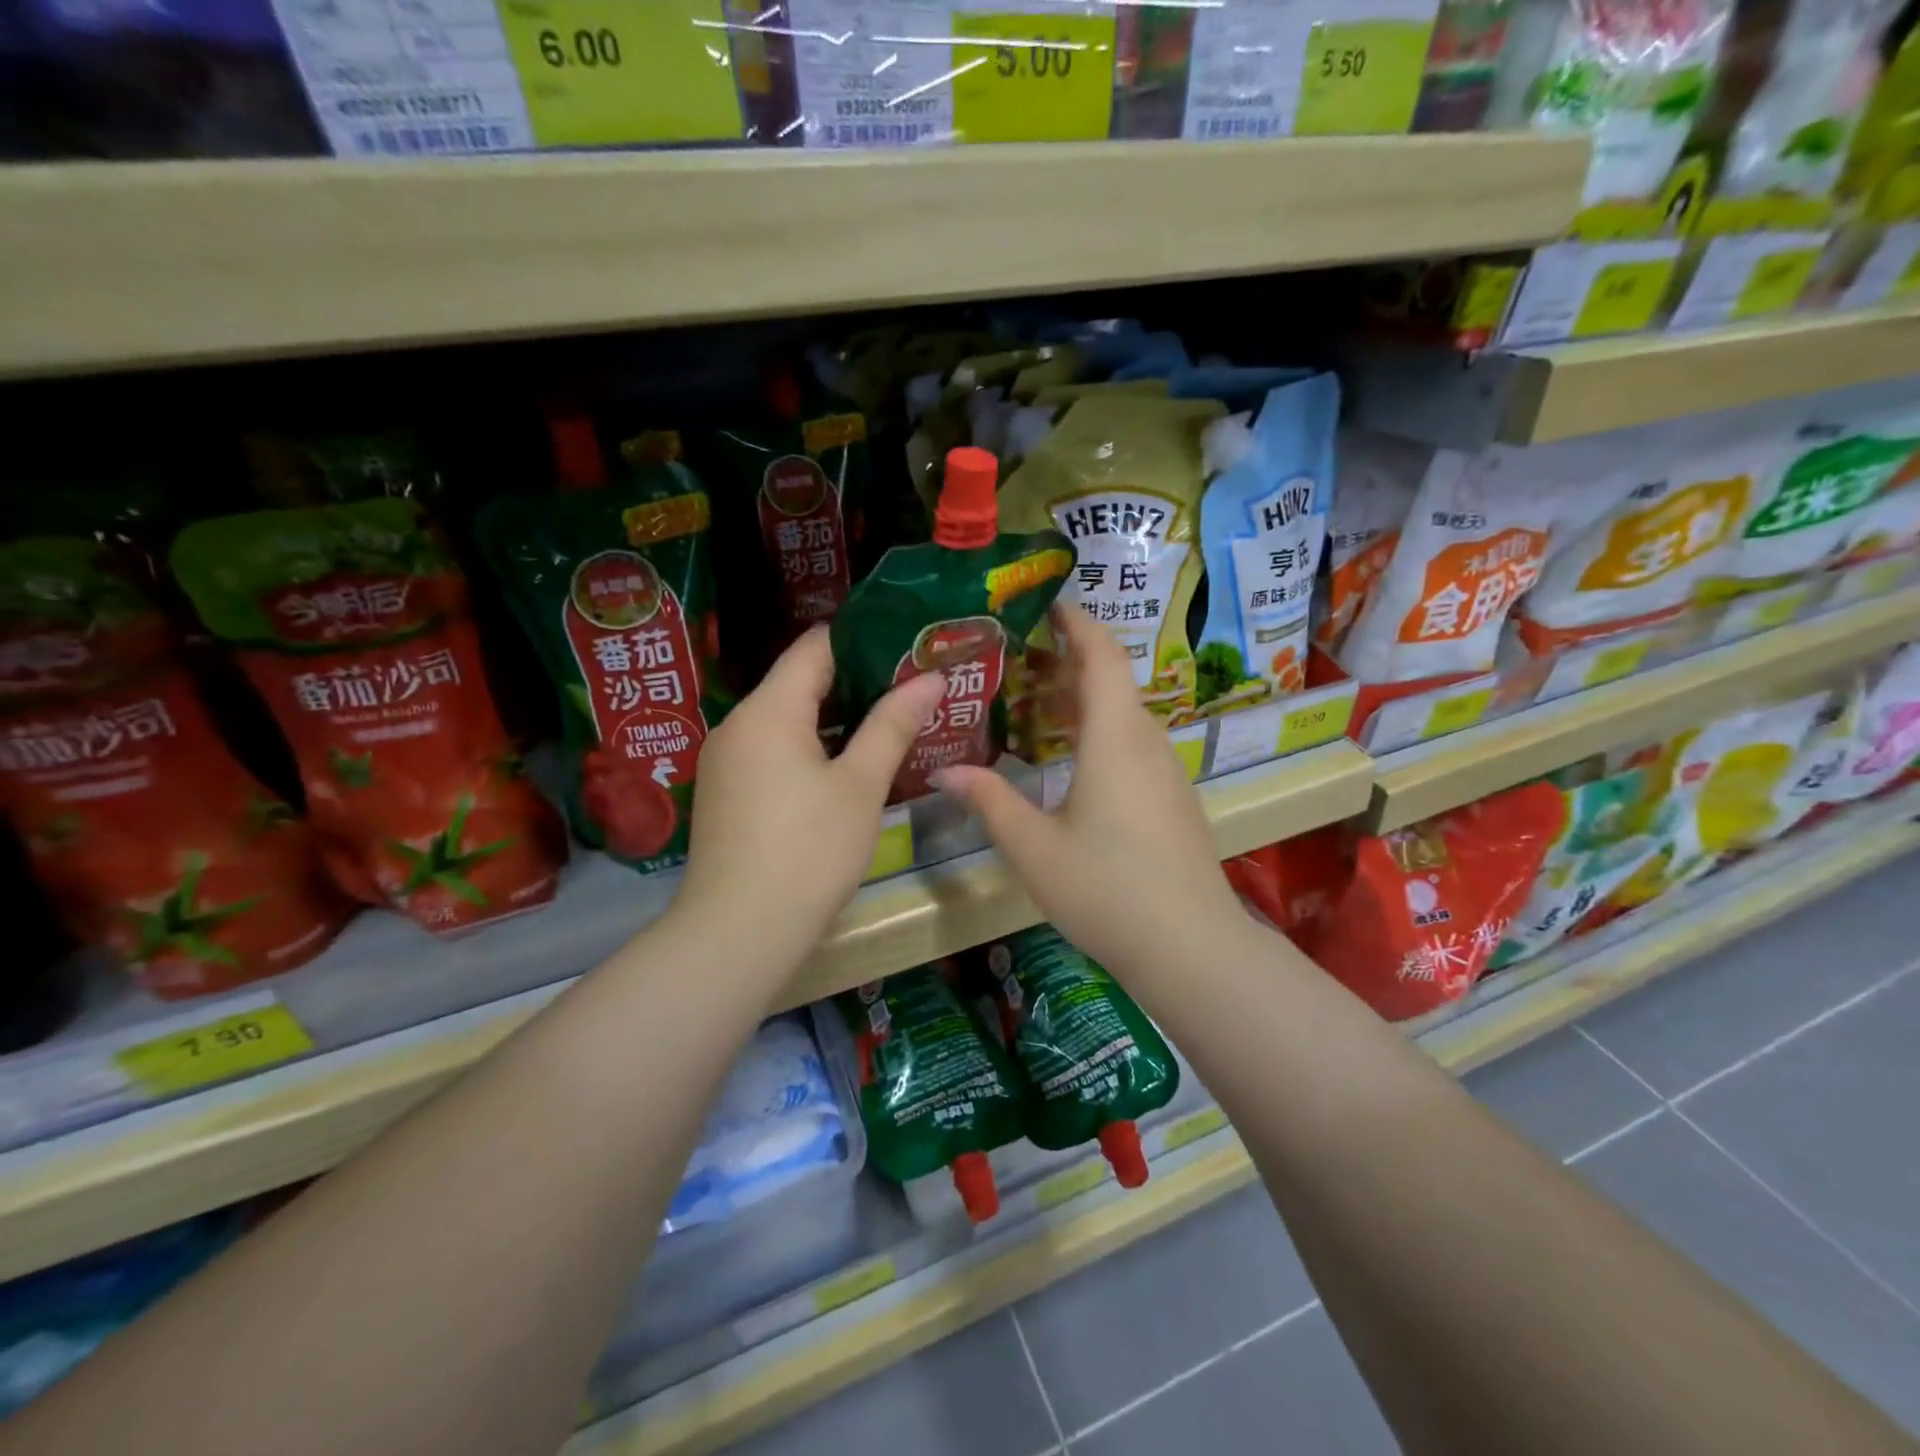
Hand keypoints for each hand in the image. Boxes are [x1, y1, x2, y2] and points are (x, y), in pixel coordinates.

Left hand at [672, 627, 944, 969]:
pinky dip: (808, 749)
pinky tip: (842, 772)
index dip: (862, 640)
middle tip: (908, 692)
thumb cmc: (809, 851)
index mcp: (769, 710)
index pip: (815, 646)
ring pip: (785, 720)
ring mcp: (725, 761)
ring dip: (833, 720)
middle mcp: (738, 724)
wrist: (737, 934)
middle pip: (798, 682)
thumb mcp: (862, 785)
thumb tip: (930, 678)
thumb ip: (893, 724)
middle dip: (854, 683)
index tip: (906, 651)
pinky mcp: (724, 794)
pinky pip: (770, 752)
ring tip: (885, 728)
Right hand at [932, 605, 1245, 981]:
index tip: (1048, 604)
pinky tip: (1072, 761)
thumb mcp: (1033, 848)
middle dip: (1070, 660)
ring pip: (1125, 715)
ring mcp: (1168, 772)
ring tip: (1037, 703)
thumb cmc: (1106, 889)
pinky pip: (1135, 745)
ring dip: (1085, 700)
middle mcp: (1148, 742)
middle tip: (1021, 656)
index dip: (1077, 622)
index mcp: (1115, 737)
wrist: (1191, 948)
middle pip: (1113, 680)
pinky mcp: (1174, 799)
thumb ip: (989, 802)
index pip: (1101, 655)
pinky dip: (1101, 732)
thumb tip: (944, 772)